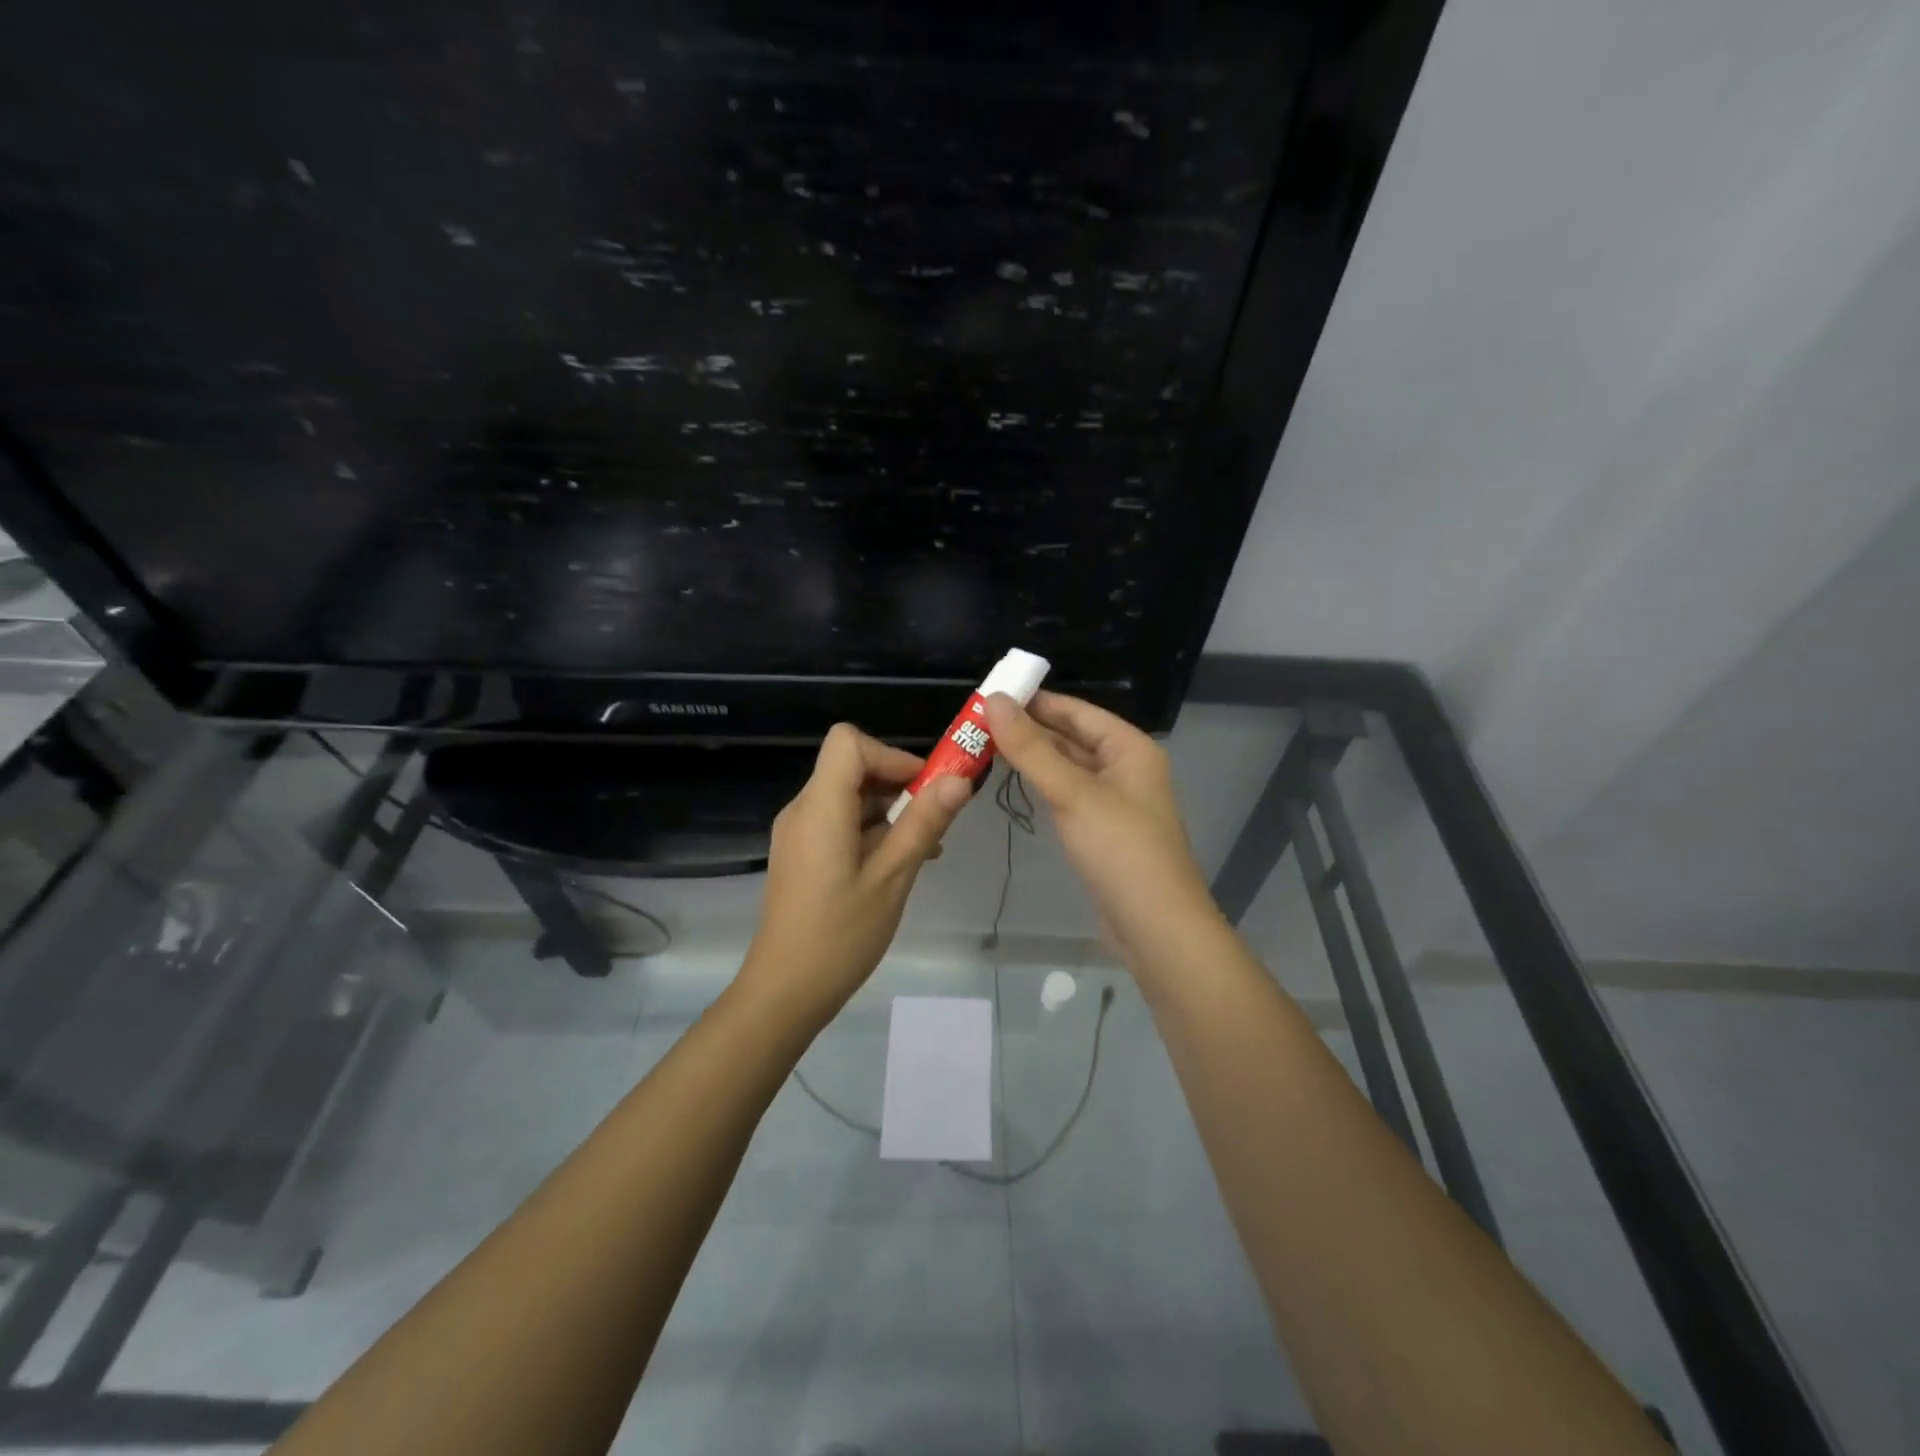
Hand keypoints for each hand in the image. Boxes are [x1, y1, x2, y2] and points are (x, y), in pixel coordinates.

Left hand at [739, 723, 970, 1017]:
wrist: (785, 992)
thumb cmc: (840, 936)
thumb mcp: (892, 878)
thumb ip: (924, 824)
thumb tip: (960, 779)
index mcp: (820, 808)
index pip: (849, 743)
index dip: (891, 755)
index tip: (926, 788)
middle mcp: (803, 810)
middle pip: (851, 768)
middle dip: (898, 786)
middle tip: (935, 822)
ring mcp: (798, 834)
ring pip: (848, 797)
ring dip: (889, 812)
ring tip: (924, 851)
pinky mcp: (801, 855)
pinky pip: (839, 823)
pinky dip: (871, 831)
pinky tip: (896, 866)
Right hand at [984, 691, 1216, 958]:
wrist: (1156, 928)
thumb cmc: (1120, 851)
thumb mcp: (1073, 793)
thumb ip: (1031, 748)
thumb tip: (993, 700)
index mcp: (1129, 748)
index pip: (1077, 710)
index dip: (1035, 700)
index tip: (989, 694)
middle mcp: (1125, 768)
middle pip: (1072, 737)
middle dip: (1029, 729)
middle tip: (977, 722)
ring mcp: (1115, 801)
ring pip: (1068, 767)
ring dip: (1033, 757)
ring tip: (986, 746)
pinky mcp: (1102, 831)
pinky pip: (1068, 795)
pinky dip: (1043, 785)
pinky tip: (1016, 783)